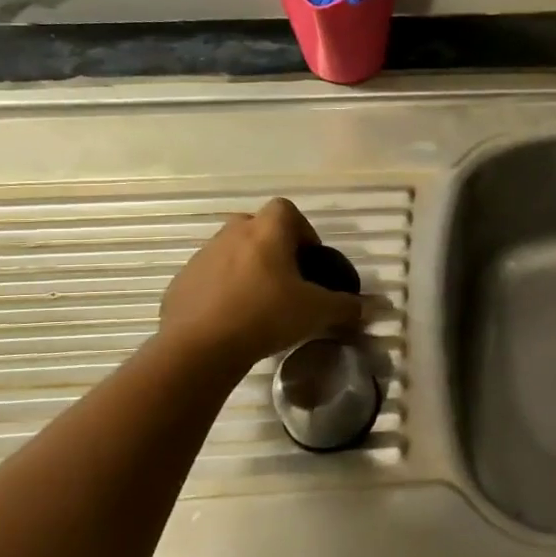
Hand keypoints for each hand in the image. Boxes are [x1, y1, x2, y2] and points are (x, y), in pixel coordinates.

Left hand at [159, 199, 361, 366]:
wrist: (199, 347)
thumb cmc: (265, 315)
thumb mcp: (317, 312)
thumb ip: (347, 306)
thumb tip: (374, 307)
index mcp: (266, 231)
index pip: (286, 209)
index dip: (302, 230)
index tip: (309, 261)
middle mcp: (232, 234)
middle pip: (257, 227)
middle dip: (273, 248)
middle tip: (287, 281)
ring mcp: (202, 257)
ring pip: (231, 252)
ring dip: (247, 268)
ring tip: (260, 303)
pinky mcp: (181, 282)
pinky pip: (209, 277)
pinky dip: (222, 290)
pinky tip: (232, 319)